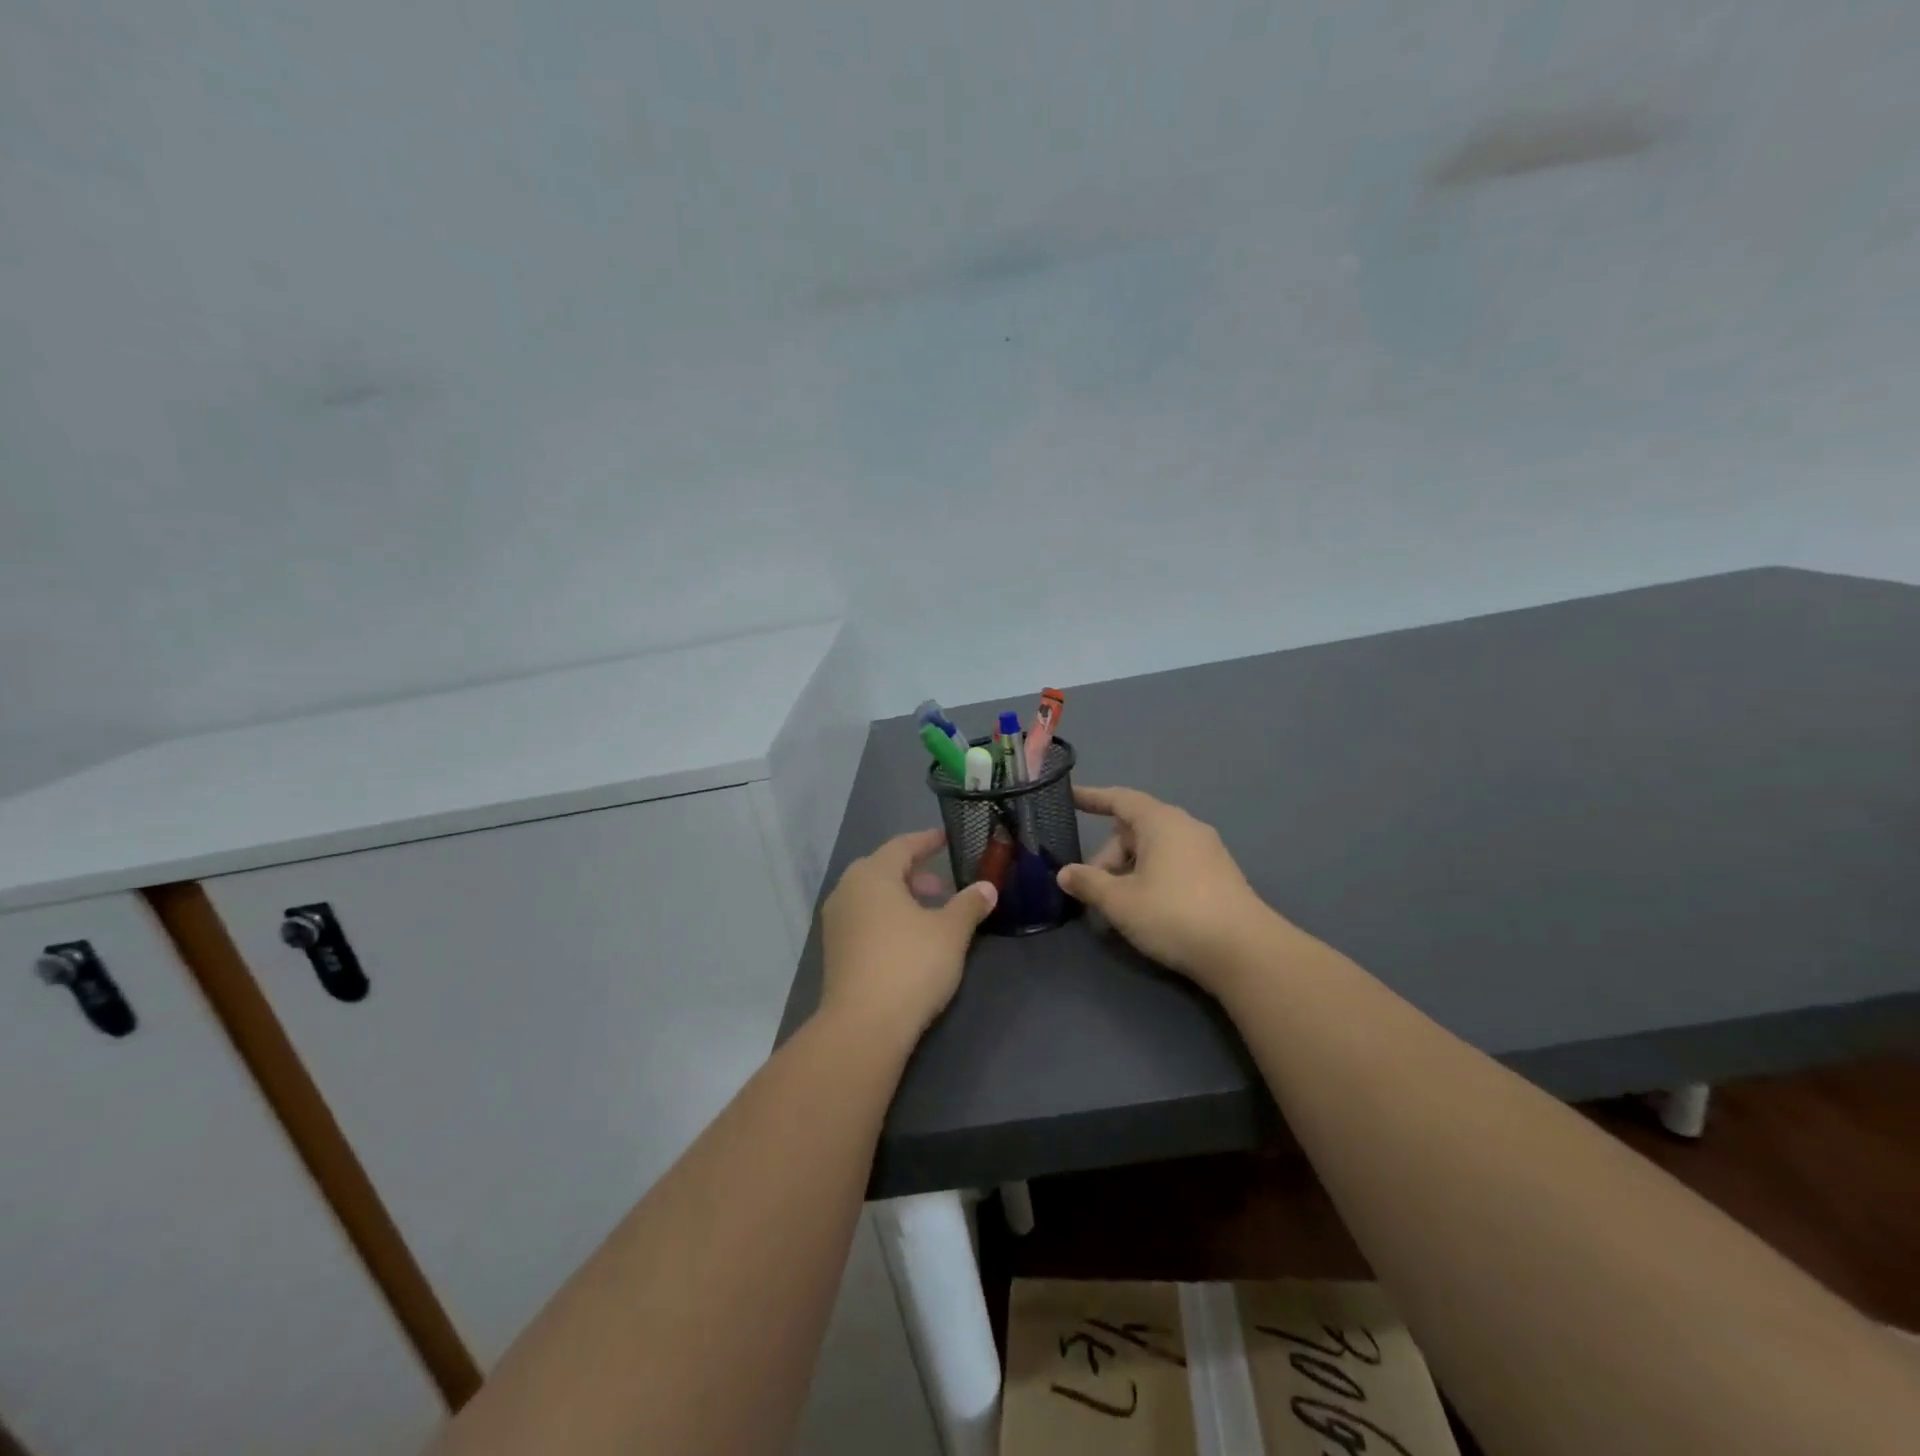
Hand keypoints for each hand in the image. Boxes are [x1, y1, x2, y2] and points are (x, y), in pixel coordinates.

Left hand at [819, 828, 997, 1041]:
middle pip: (884, 870)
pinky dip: (888, 918)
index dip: (927, 841)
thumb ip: (969, 904)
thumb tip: (988, 888)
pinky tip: (910, 939)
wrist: (863, 1025)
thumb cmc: (910, 964)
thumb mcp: (950, 932)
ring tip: (932, 914)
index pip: (902, 846)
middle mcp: (847, 891)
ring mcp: (836, 922)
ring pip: (873, 897)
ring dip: (902, 898)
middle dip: (916, 874)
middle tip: (944, 886)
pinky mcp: (835, 951)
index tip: (946, 839)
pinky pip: (865, 919)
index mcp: (872, 875)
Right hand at [1057, 785, 1288, 993]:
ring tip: (1116, 906)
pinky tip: (1146, 910)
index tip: (1070, 797)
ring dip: (1129, 871)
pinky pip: (1174, 865)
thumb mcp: (1120, 901)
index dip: (1092, 798)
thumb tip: (1065, 873)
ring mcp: (1207, 852)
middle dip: (1108, 856)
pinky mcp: (1219, 877)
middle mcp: (1186, 827)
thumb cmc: (1174, 914)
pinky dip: (1152, 879)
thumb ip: (1088, 883)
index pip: (1119, 799)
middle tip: (1092, 890)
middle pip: (1134, 830)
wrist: (1245, 951)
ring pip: (1155, 850)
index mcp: (1161, 822)